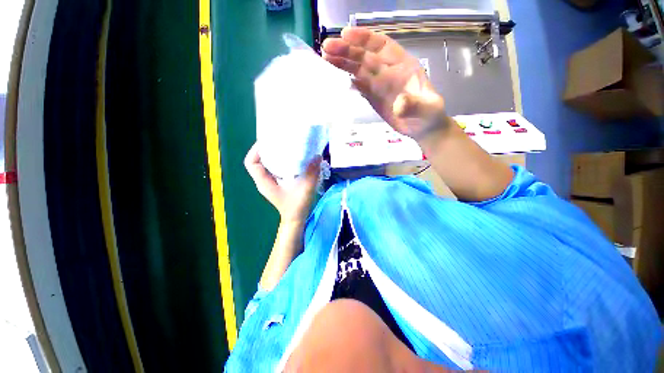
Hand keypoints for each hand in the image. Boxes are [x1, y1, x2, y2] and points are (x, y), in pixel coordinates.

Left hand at [244, 143, 321, 223]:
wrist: (296, 219)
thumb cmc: (297, 207)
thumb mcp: (305, 189)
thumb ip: (312, 173)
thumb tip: (317, 156)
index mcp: (265, 182)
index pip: (251, 163)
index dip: (256, 150)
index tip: (269, 142)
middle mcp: (264, 180)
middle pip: (258, 160)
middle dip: (267, 149)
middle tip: (280, 141)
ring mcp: (270, 182)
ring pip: (267, 163)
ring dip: (274, 154)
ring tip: (286, 146)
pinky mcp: (277, 182)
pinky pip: (274, 167)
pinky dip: (280, 160)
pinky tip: (292, 157)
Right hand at [322, 27, 449, 141]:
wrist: (423, 128)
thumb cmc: (428, 116)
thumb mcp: (426, 110)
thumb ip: (414, 105)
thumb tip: (399, 104)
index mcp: (402, 66)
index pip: (381, 45)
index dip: (364, 39)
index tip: (345, 35)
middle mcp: (388, 71)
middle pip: (365, 56)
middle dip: (346, 50)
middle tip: (326, 48)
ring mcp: (379, 85)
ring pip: (359, 69)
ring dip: (343, 64)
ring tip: (325, 59)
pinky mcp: (373, 97)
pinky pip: (359, 86)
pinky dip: (348, 81)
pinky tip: (336, 79)